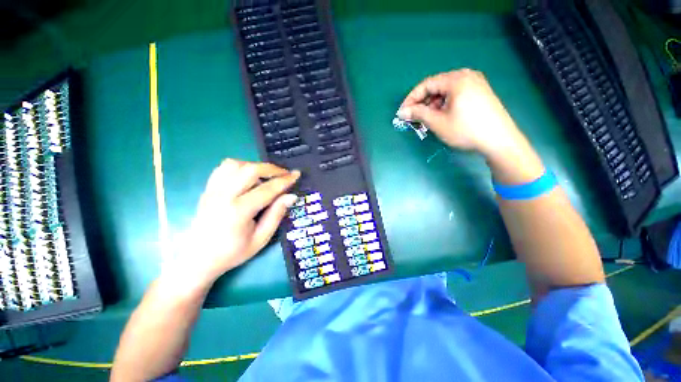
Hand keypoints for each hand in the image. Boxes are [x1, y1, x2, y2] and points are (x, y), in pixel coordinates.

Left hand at [167, 159, 299, 289]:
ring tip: (266, 176)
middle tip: (285, 174)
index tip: (297, 175)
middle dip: (272, 169)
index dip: (285, 180)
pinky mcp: (207, 189)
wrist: (198, 259)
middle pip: (250, 170)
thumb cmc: (232, 252)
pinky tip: (248, 176)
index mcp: (238, 211)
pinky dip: (240, 167)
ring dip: (255, 166)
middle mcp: (223, 196)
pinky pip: (223, 168)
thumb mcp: (261, 238)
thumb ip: (276, 215)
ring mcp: (213, 190)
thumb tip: (291, 196)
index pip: (267, 189)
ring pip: (235, 164)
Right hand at [398, 69, 543, 184]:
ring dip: (432, 104)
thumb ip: (418, 114)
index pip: (426, 84)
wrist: (499, 140)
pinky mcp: (480, 92)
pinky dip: (444, 104)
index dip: (411, 98)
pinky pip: (456, 94)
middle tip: (414, 117)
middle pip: (436, 86)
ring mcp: (476, 83)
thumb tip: (402, 112)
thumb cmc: (466, 130)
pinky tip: (442, 116)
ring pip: (445, 91)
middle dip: (422, 102)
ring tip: (427, 119)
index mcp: (456, 80)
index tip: (402, 112)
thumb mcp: (438, 122)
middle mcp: (466, 76)